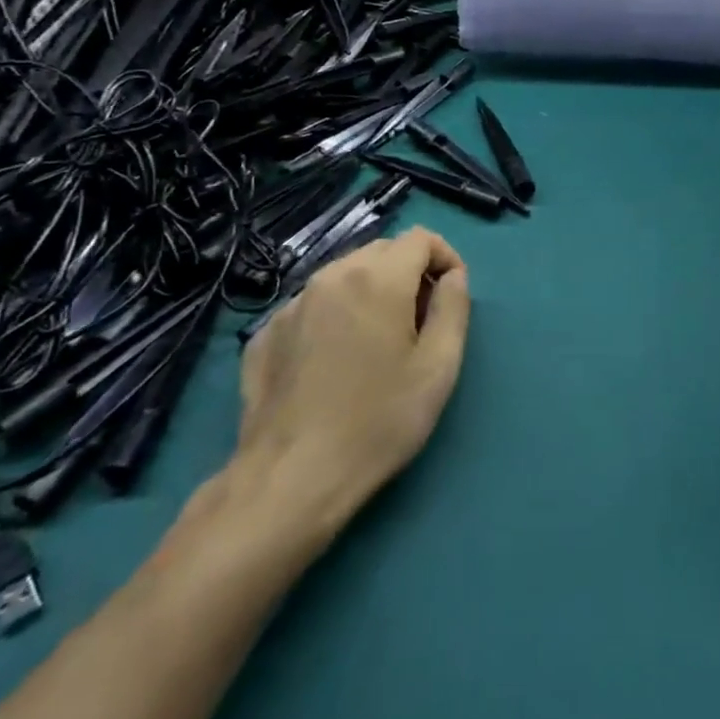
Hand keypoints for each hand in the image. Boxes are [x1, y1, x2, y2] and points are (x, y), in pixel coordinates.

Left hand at [232, 229, 470, 544]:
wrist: (290, 479)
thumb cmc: (378, 421)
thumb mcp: (439, 366)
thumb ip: (454, 307)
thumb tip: (453, 278)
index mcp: (377, 278)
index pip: (421, 239)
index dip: (445, 258)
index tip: (451, 296)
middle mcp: (331, 277)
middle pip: (382, 252)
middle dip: (410, 273)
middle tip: (420, 322)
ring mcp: (291, 304)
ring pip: (345, 276)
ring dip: (372, 292)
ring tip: (379, 342)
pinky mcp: (265, 334)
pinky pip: (313, 305)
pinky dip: (336, 315)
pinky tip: (336, 362)